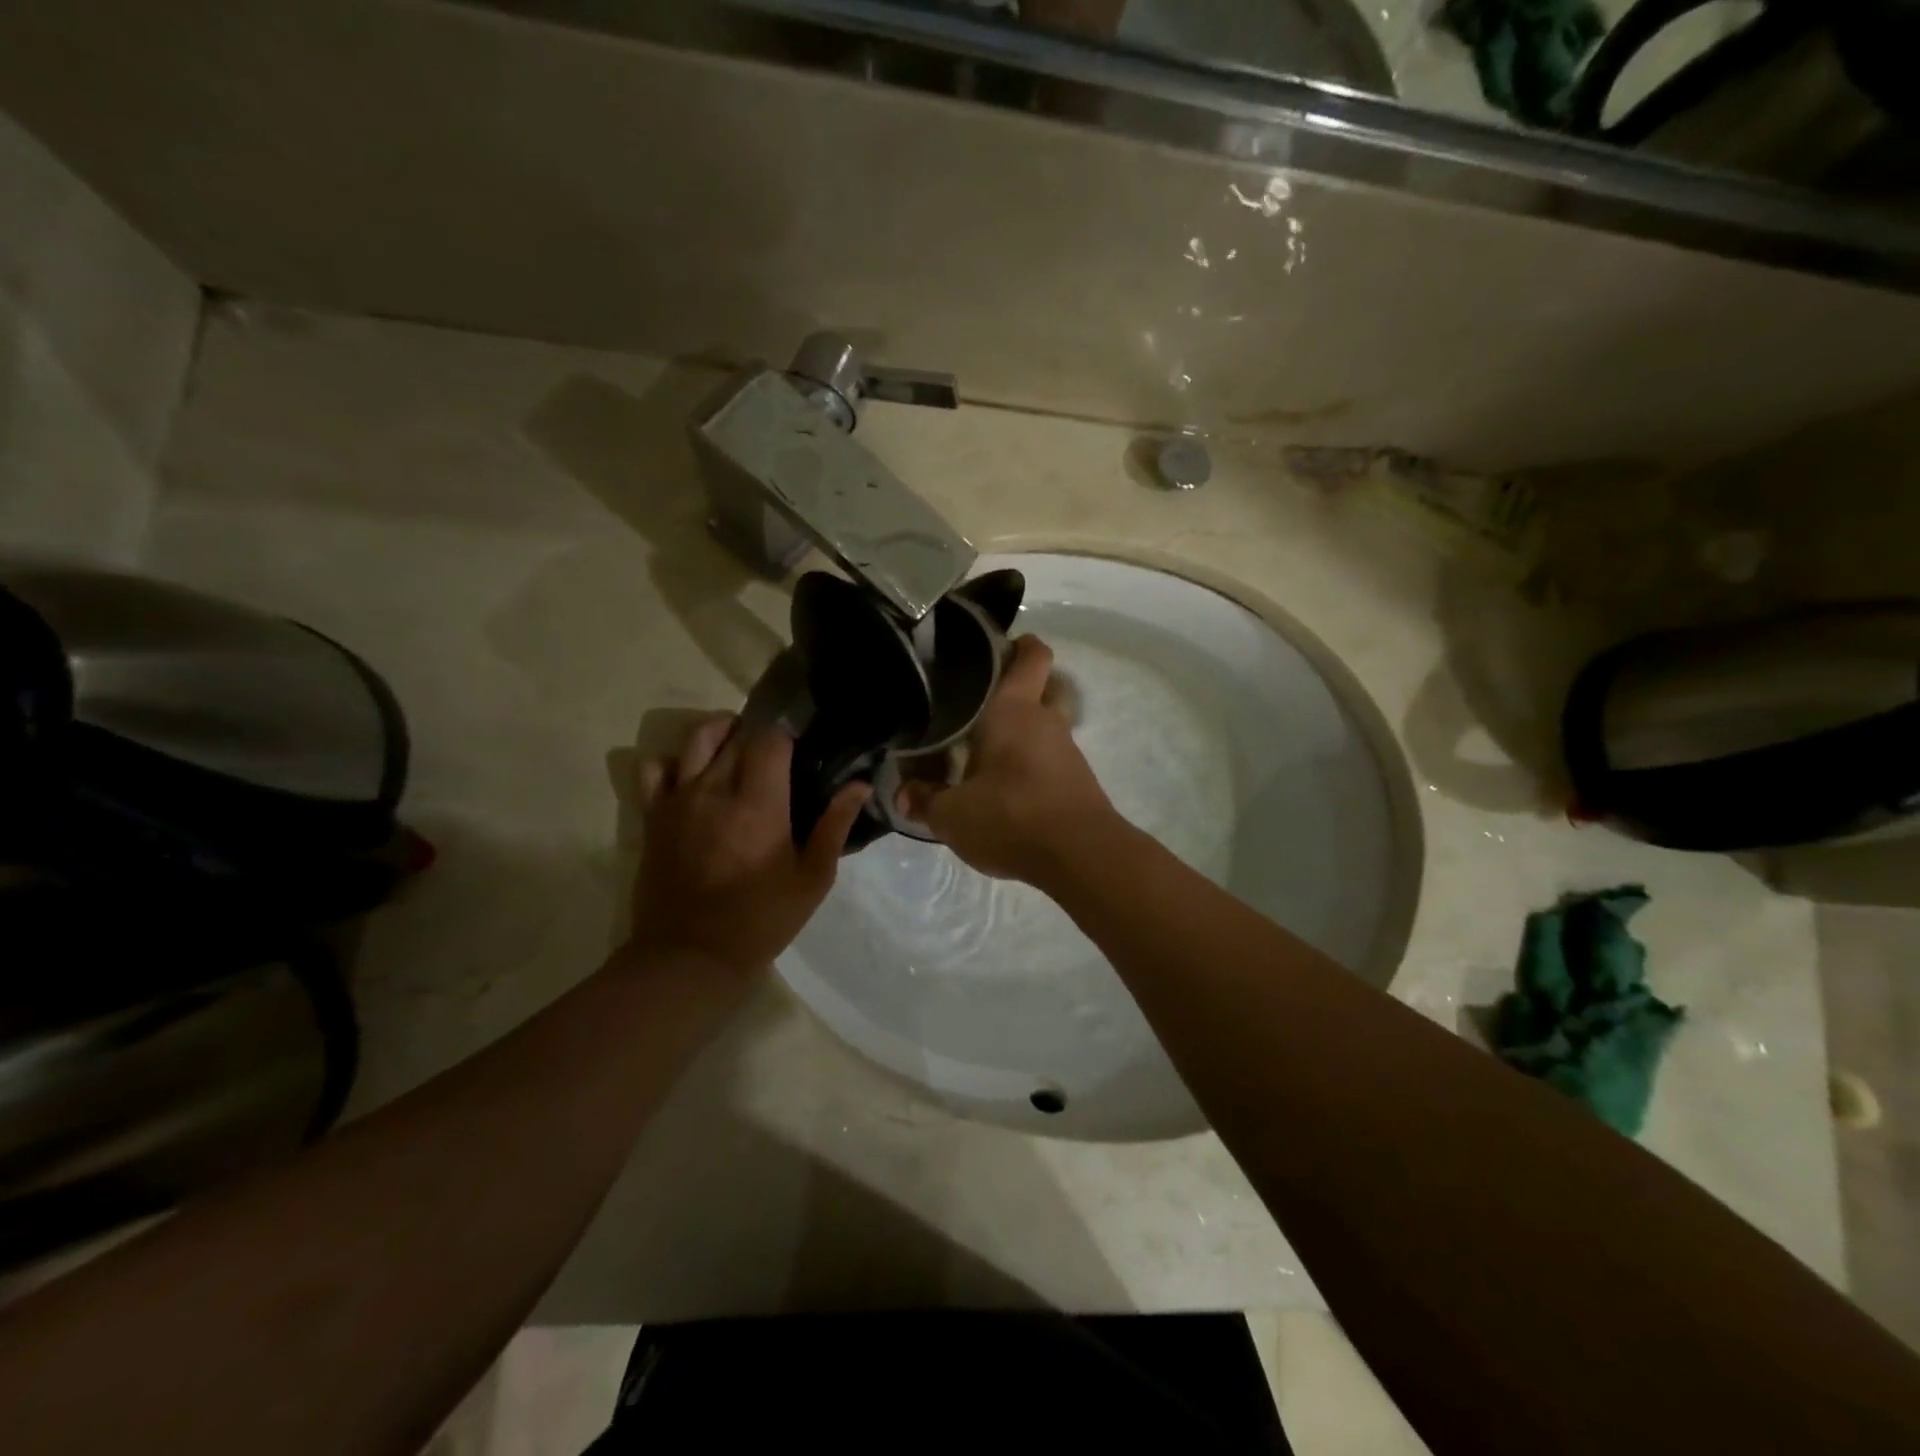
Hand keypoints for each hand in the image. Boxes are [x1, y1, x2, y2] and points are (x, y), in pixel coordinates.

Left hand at [628, 715, 868, 974]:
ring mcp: (679, 799)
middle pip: (737, 735)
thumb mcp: (812, 878)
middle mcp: (716, 789)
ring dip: (720, 732)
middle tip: (775, 759)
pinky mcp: (653, 815)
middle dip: (758, 737)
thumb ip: (834, 825)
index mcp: (759, 803)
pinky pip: (653, 767)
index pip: (771, 739)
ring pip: (696, 738)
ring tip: (735, 746)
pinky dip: (672, 761)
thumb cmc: (761, 919)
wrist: (691, 955)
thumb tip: (859, 784)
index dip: (788, 739)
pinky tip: (690, 775)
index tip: (799, 755)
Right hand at [895, 636, 1118, 885]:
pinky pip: (1053, 757)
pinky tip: (1008, 786)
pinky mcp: (1078, 780)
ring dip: (1025, 731)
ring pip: (1048, 724)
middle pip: (1044, 686)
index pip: (1031, 655)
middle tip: (982, 703)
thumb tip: (902, 794)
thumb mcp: (952, 815)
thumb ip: (924, 800)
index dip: (1018, 644)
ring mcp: (1068, 751)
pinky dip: (1034, 763)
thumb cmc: (1011, 817)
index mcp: (1014, 710)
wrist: (1081, 856)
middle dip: (1020, 688)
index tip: (994, 649)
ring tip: (987, 751)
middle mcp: (1046, 721)